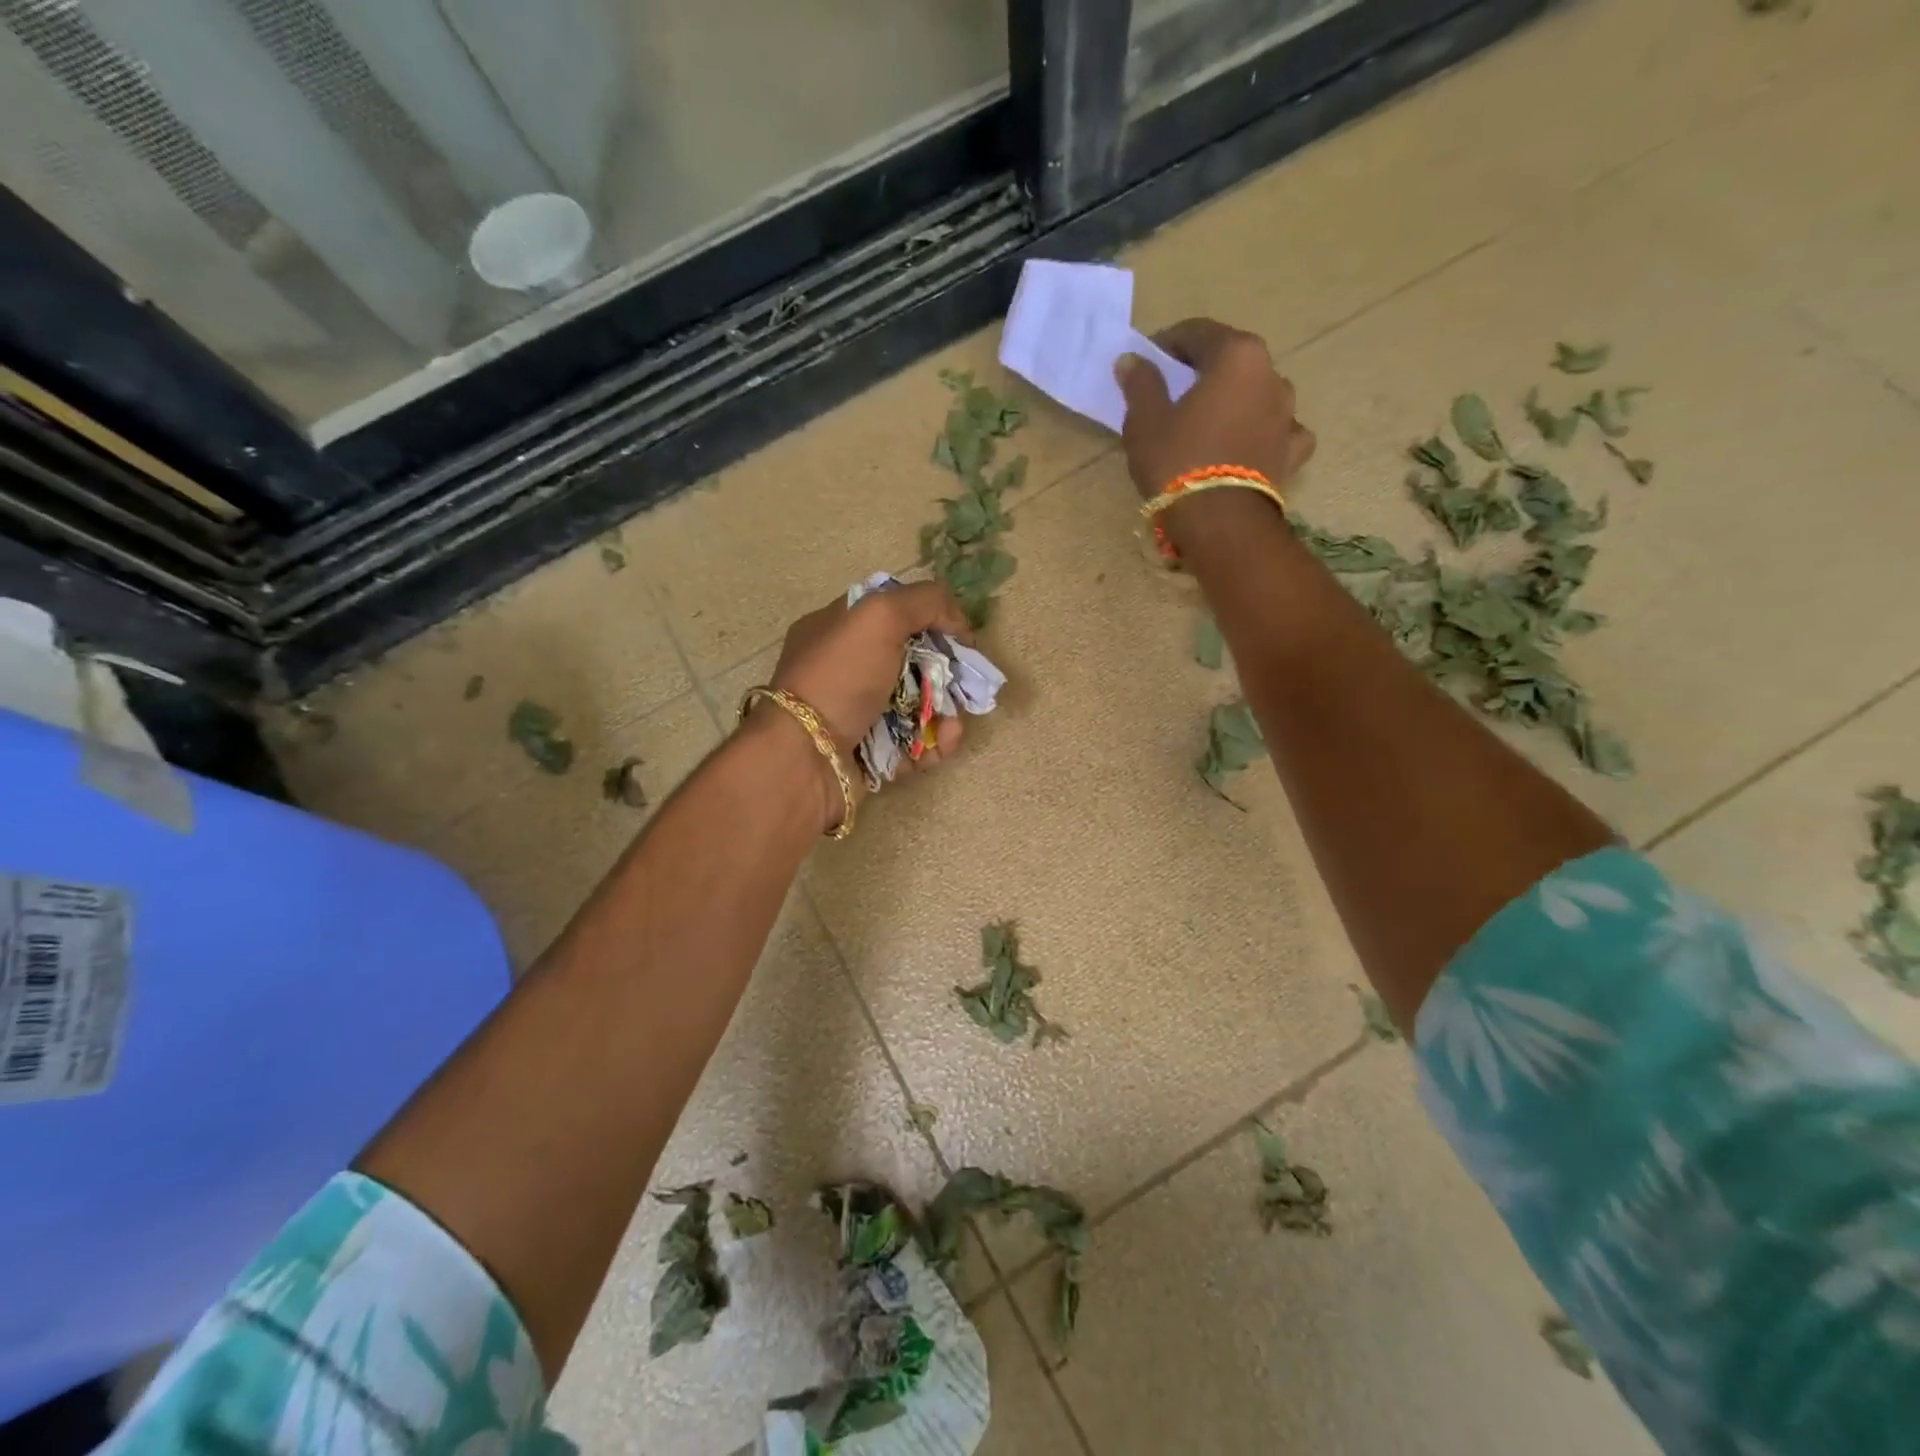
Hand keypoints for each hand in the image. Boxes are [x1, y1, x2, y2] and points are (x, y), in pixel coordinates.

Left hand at [758, 583, 970, 815]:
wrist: (804, 760)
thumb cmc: (838, 679)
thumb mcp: (878, 616)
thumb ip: (924, 601)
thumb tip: (958, 620)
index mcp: (839, 629)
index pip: (894, 612)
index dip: (932, 619)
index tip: (959, 637)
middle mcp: (847, 669)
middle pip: (913, 661)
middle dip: (946, 673)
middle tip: (964, 685)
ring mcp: (858, 713)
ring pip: (919, 706)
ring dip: (946, 713)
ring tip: (952, 726)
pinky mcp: (871, 753)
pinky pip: (913, 743)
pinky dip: (933, 744)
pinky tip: (942, 745)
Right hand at [1114, 319, 1316, 499]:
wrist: (1220, 522)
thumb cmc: (1178, 462)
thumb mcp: (1145, 422)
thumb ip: (1141, 384)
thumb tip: (1132, 360)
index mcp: (1236, 356)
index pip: (1198, 332)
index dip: (1168, 344)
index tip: (1147, 364)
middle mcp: (1271, 375)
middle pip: (1231, 362)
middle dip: (1202, 373)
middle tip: (1174, 396)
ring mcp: (1288, 414)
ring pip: (1257, 394)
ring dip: (1234, 401)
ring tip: (1208, 425)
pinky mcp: (1292, 451)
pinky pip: (1277, 431)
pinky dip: (1262, 433)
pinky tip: (1248, 446)